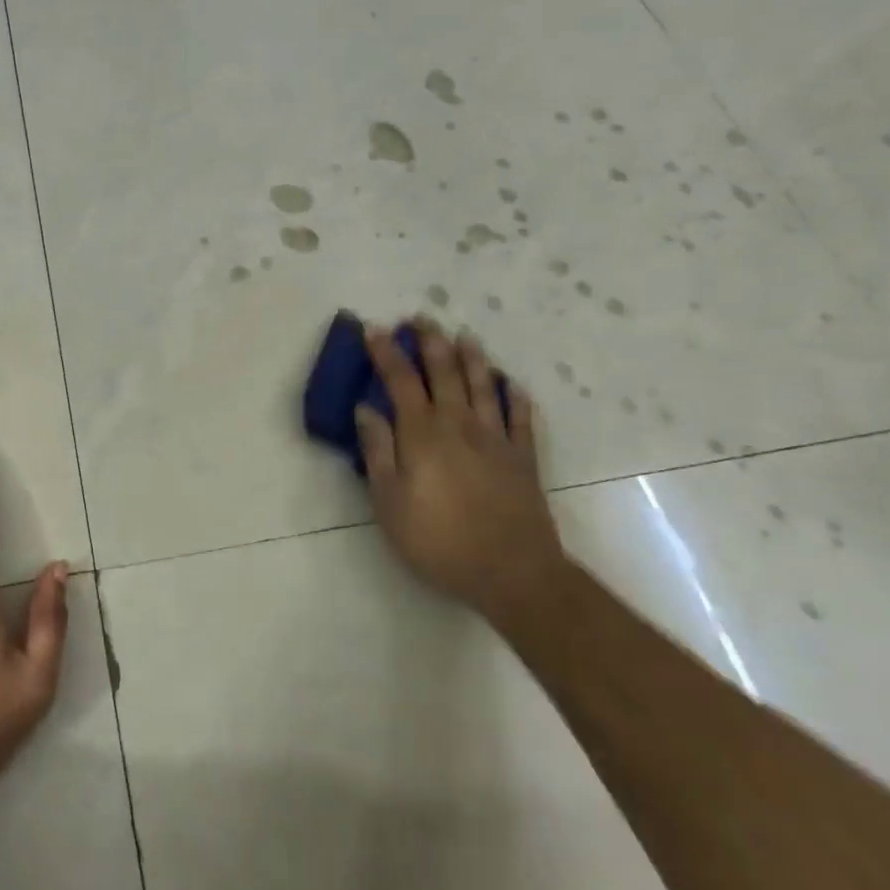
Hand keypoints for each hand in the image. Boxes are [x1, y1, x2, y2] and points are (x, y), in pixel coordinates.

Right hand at [356, 321, 565, 618]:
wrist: (512, 572)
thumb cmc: (439, 540)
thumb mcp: (390, 502)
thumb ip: (378, 452)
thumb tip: (366, 409)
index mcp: (423, 434)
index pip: (400, 381)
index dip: (386, 353)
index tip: (374, 329)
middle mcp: (460, 425)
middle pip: (444, 373)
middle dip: (430, 342)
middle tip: (421, 318)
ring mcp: (496, 439)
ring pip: (483, 386)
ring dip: (472, 358)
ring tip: (464, 335)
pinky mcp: (523, 458)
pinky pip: (521, 418)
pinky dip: (516, 397)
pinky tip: (512, 385)